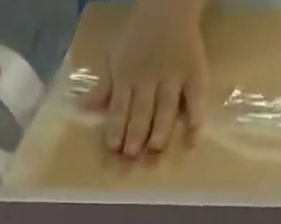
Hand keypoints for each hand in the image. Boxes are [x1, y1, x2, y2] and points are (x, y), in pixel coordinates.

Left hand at [85, 0, 208, 158]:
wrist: (169, 5)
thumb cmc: (138, 39)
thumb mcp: (116, 58)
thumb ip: (104, 88)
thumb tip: (84, 108)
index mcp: (128, 76)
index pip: (120, 105)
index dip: (116, 126)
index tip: (113, 146)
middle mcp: (149, 79)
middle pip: (142, 109)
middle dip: (136, 131)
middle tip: (131, 153)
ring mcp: (173, 77)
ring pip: (166, 106)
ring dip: (160, 127)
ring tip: (155, 147)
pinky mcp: (194, 74)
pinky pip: (196, 96)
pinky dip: (196, 113)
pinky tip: (194, 133)